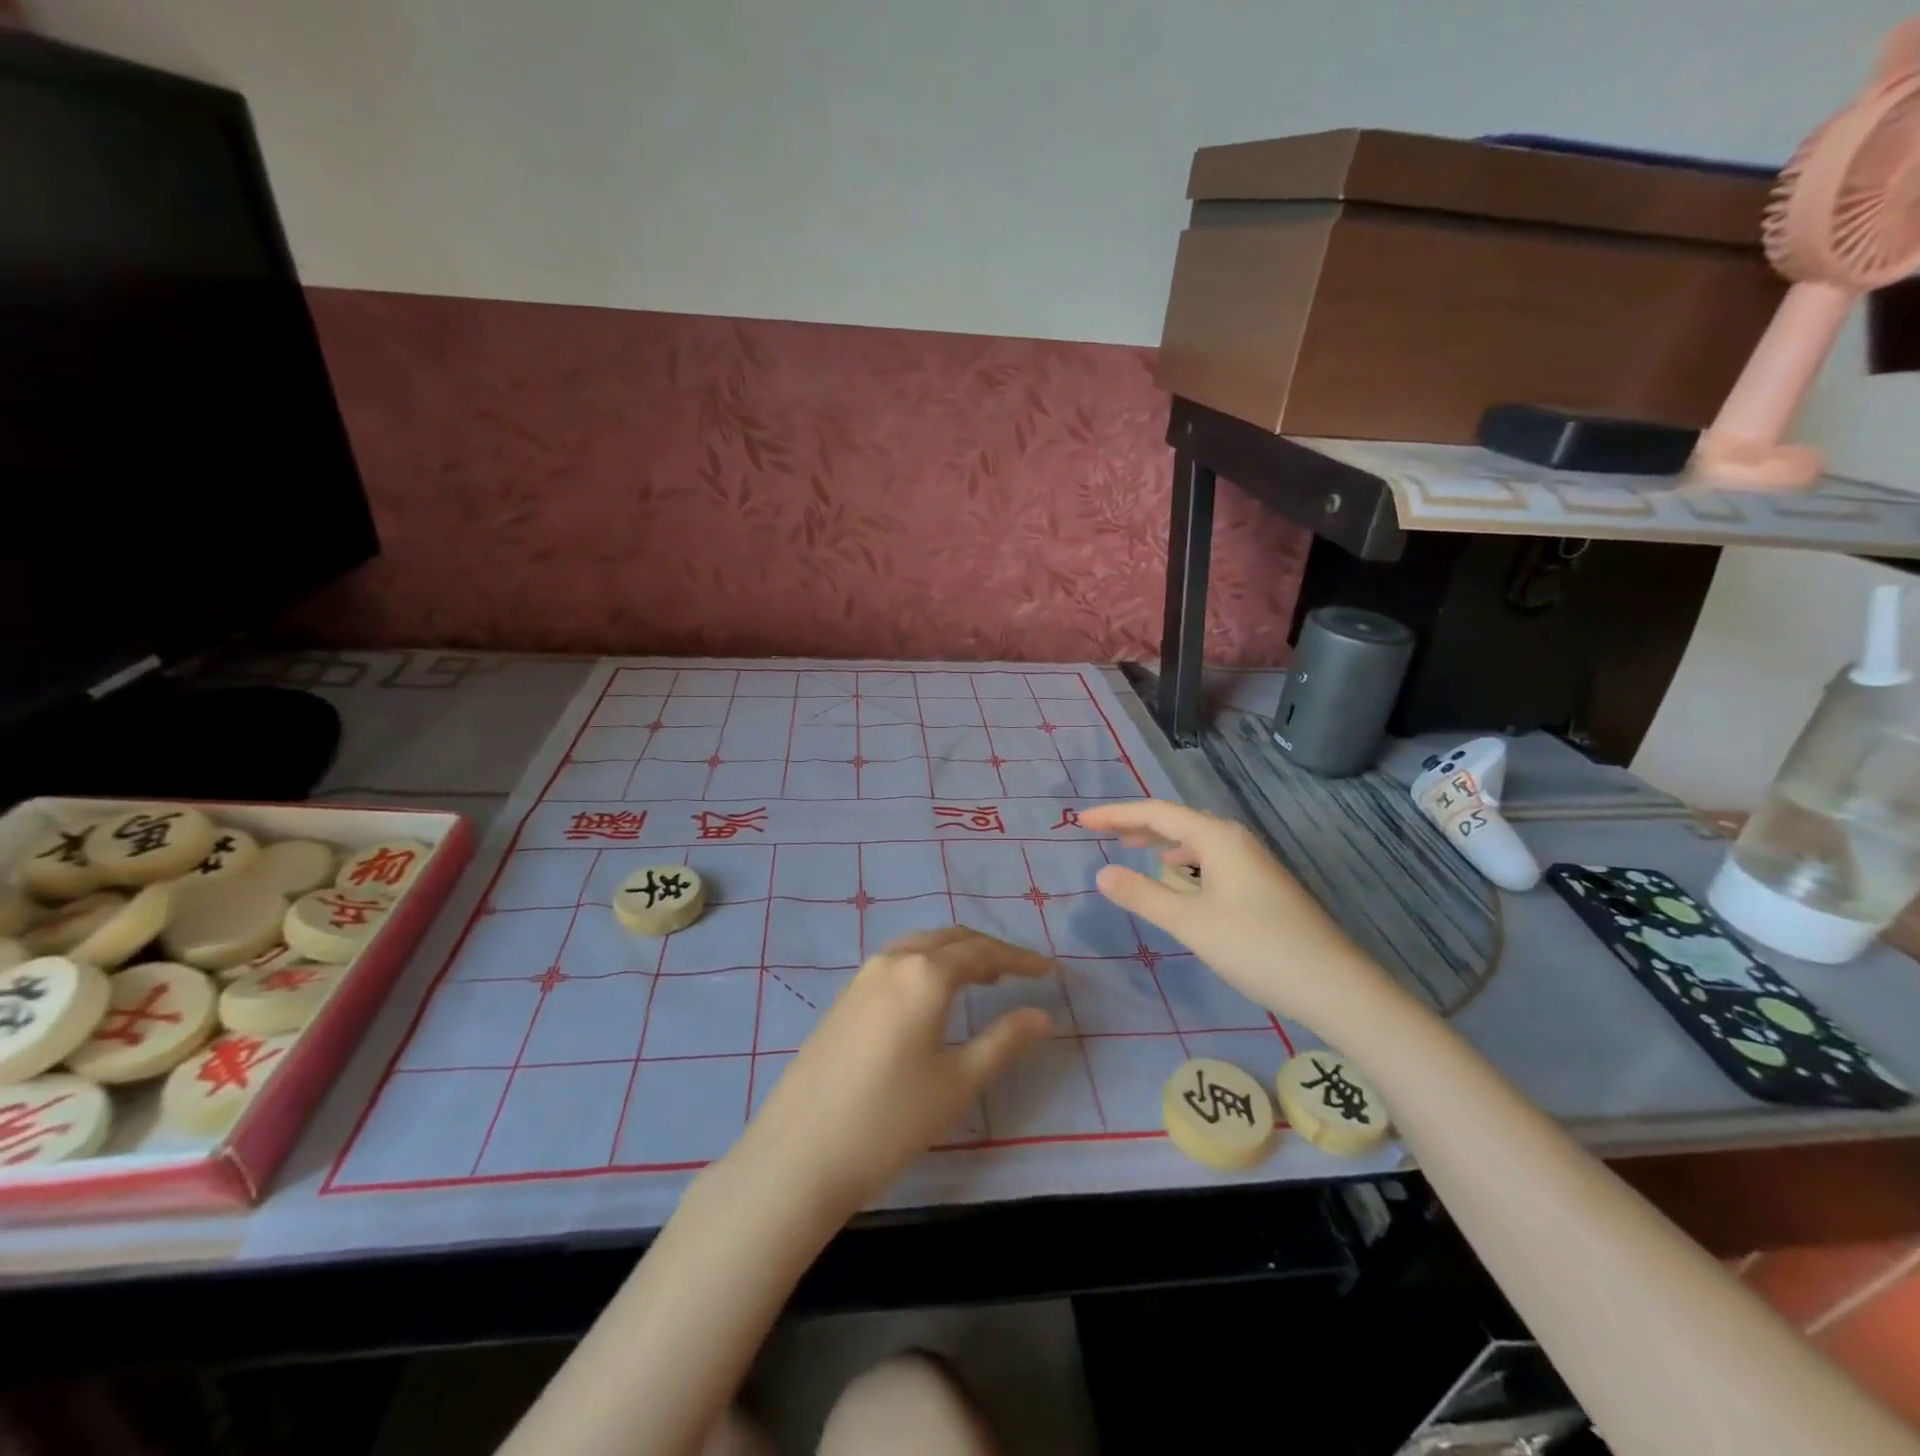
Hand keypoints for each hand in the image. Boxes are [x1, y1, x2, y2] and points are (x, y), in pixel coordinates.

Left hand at [733, 927, 1055, 1213]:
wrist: (800, 1152)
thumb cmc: (890, 1118)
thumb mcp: (958, 1083)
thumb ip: (1004, 1041)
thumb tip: (1043, 1014)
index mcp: (925, 973)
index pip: (983, 952)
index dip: (1020, 959)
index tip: (1050, 971)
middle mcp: (893, 960)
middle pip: (951, 939)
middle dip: (989, 950)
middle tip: (1020, 972)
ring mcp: (863, 976)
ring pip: (921, 945)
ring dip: (956, 953)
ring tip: (983, 978)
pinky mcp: (845, 997)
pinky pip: (898, 961)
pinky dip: (928, 964)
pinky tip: (933, 996)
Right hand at [1080, 799, 1389, 1029]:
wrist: (1335, 986)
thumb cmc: (1257, 947)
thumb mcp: (1190, 923)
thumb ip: (1142, 895)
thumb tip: (1101, 873)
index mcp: (1217, 837)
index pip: (1155, 813)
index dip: (1115, 814)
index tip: (1081, 820)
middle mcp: (1235, 840)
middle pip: (1176, 821)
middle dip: (1136, 824)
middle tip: (1100, 832)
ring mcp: (1252, 862)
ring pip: (1195, 841)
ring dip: (1160, 842)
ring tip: (1132, 849)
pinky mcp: (1261, 885)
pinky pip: (1210, 859)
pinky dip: (1183, 862)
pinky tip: (1178, 879)